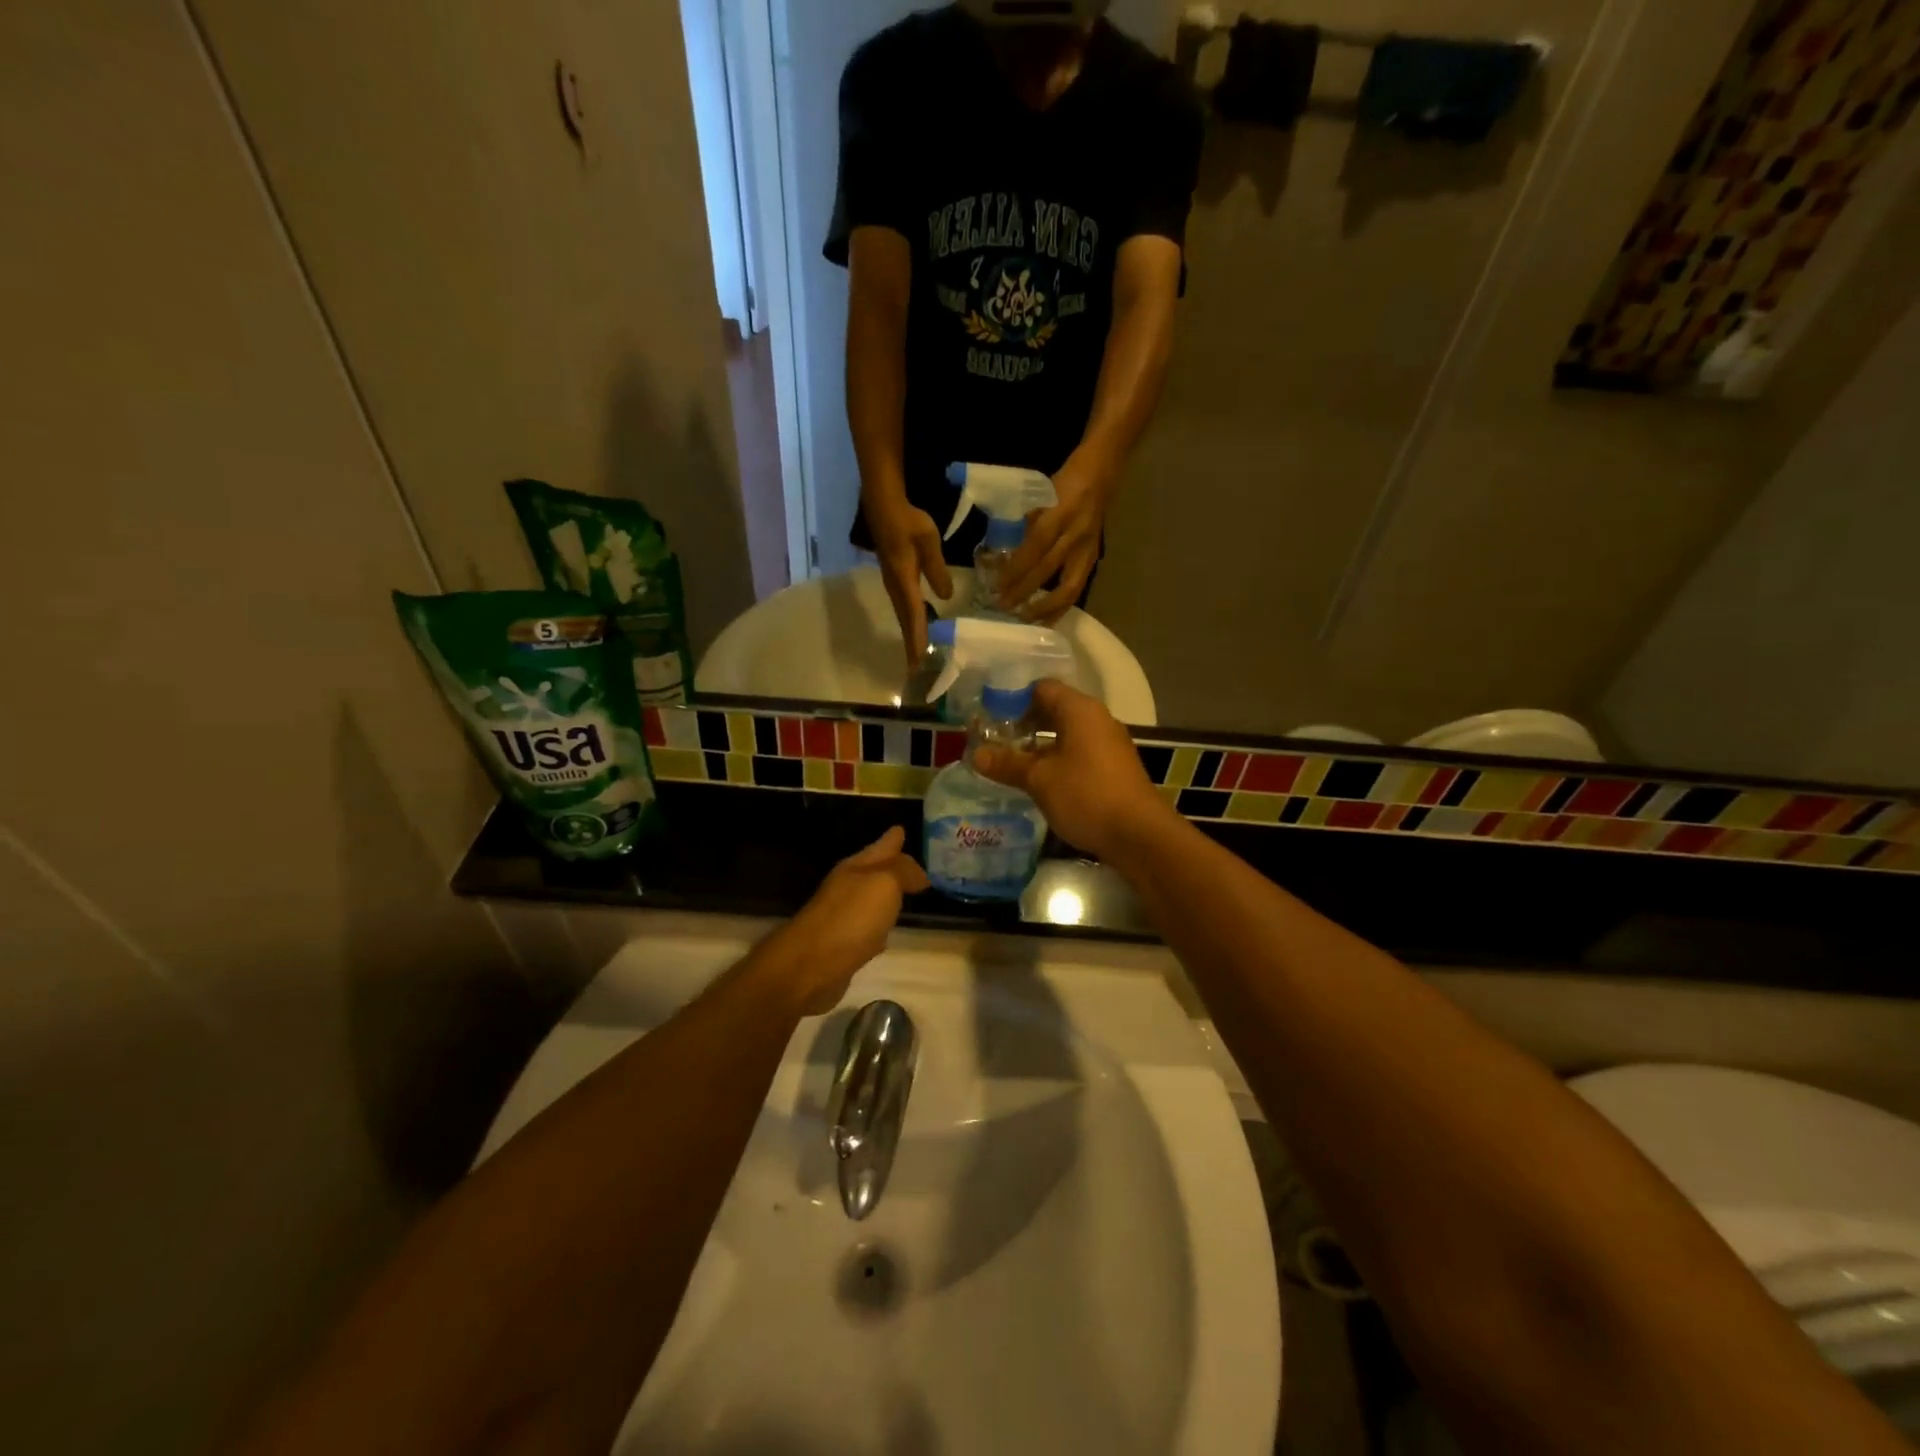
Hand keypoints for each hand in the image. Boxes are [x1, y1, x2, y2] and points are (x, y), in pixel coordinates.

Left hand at [768, 826, 929, 1014]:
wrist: (811, 966)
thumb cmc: (851, 918)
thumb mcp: (884, 884)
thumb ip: (902, 872)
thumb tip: (919, 873)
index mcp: (855, 868)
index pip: (880, 847)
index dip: (892, 839)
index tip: (902, 829)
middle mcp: (848, 887)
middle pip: (875, 871)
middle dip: (892, 866)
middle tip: (916, 865)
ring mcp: (844, 917)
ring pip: (873, 899)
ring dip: (888, 896)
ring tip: (907, 893)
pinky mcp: (844, 945)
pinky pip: (869, 928)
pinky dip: (880, 926)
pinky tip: (888, 933)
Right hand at [870, 502, 953, 664]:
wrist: (884, 507)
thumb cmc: (908, 522)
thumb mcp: (928, 542)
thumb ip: (938, 569)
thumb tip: (946, 597)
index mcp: (904, 582)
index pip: (913, 616)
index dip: (918, 639)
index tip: (920, 662)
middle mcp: (896, 588)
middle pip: (905, 622)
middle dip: (912, 646)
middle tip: (918, 670)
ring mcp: (893, 584)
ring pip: (903, 616)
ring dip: (910, 636)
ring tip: (918, 656)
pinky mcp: (894, 579)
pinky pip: (903, 607)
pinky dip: (910, 622)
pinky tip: (918, 626)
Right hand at [973, 681, 1173, 860]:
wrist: (1139, 835)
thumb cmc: (1086, 795)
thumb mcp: (1040, 780)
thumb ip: (1007, 764)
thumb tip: (976, 755)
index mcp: (1080, 710)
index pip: (1042, 688)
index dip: (1013, 698)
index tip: (989, 716)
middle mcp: (1097, 719)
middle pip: (1055, 710)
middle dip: (1024, 724)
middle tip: (994, 740)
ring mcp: (1108, 744)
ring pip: (1067, 734)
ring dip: (1039, 745)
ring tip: (1010, 762)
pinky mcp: (1113, 768)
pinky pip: (1079, 753)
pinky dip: (1057, 760)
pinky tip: (1038, 780)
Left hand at [997, 451, 1111, 623]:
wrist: (1100, 475)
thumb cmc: (1063, 484)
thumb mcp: (1039, 496)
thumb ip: (1023, 525)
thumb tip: (998, 555)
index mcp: (1060, 514)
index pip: (1034, 547)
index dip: (1015, 570)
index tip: (997, 586)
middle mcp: (1075, 535)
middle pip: (1047, 570)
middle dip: (1023, 591)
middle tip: (1002, 606)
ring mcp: (1087, 550)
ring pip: (1068, 588)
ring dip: (1045, 607)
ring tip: (1024, 619)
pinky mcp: (1093, 560)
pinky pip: (1076, 590)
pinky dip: (1060, 607)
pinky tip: (1046, 619)